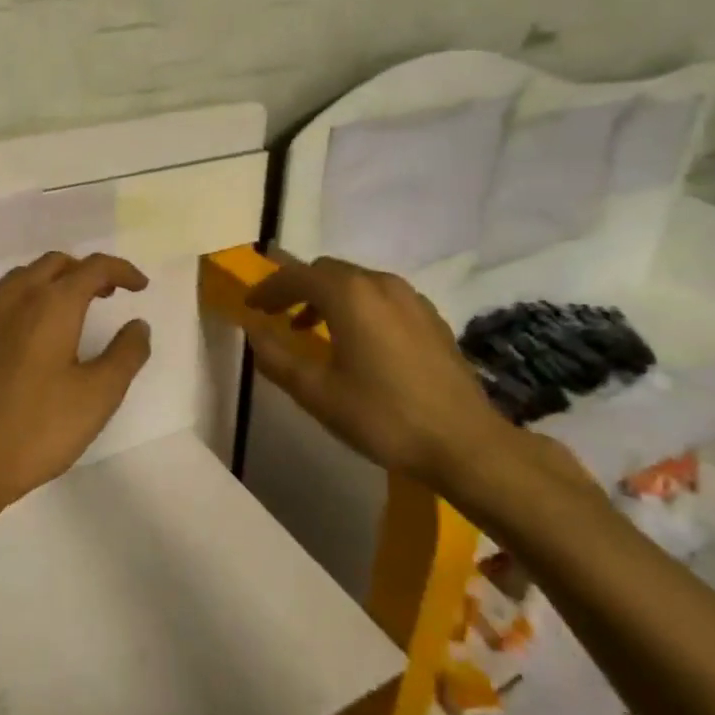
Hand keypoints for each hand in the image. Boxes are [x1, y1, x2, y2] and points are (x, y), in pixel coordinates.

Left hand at [0, 252, 152, 525]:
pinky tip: (16, 327)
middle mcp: (14, 296)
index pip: (93, 267)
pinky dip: (14, 301)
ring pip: (20, 277)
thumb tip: (138, 324)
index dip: (121, 270)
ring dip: (49, 281)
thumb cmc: (37, 429)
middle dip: (85, 272)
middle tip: (106, 295)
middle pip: (54, 264)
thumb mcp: (99, 396)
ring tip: (65, 308)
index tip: (140, 286)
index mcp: (52, 304)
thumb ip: (126, 354)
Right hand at [240, 257, 515, 489]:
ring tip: (311, 328)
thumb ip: (277, 358)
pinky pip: (382, 297)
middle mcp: (380, 283)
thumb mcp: (317, 393)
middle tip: (276, 315)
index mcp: (349, 294)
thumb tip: (252, 332)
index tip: (250, 307)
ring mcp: (411, 298)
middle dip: (296, 288)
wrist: (464, 443)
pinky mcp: (430, 318)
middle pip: (327, 271)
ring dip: (327, 297)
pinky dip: (357, 306)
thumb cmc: (383, 416)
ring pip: (357, 282)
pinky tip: (357, 340)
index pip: (296, 276)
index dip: (268, 289)